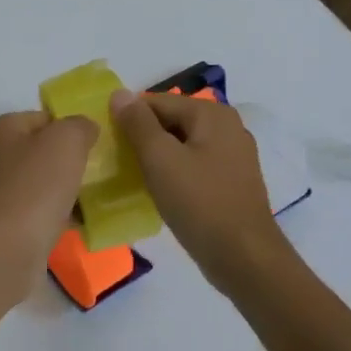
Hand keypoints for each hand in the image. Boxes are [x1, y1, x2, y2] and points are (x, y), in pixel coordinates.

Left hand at [0, 111, 97, 291]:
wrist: (5, 251)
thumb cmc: (35, 187)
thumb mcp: (66, 141)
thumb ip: (79, 125)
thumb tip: (84, 128)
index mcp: (0, 130)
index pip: (42, 117)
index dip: (71, 127)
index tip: (97, 144)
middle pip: (40, 151)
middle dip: (69, 161)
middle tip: (100, 172)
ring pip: (39, 184)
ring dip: (64, 190)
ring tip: (94, 199)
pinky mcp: (1, 225)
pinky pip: (36, 212)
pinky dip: (56, 216)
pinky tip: (79, 224)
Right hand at [110, 90, 287, 292]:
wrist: (244, 257)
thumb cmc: (199, 203)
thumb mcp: (160, 159)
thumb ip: (138, 123)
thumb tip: (119, 93)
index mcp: (212, 114)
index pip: (156, 102)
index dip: (128, 118)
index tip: (106, 141)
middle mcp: (227, 126)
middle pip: (171, 121)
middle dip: (143, 137)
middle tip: (116, 161)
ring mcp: (233, 155)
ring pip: (182, 145)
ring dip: (157, 157)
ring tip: (133, 177)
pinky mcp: (232, 181)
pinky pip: (194, 165)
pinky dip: (175, 172)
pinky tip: (160, 191)